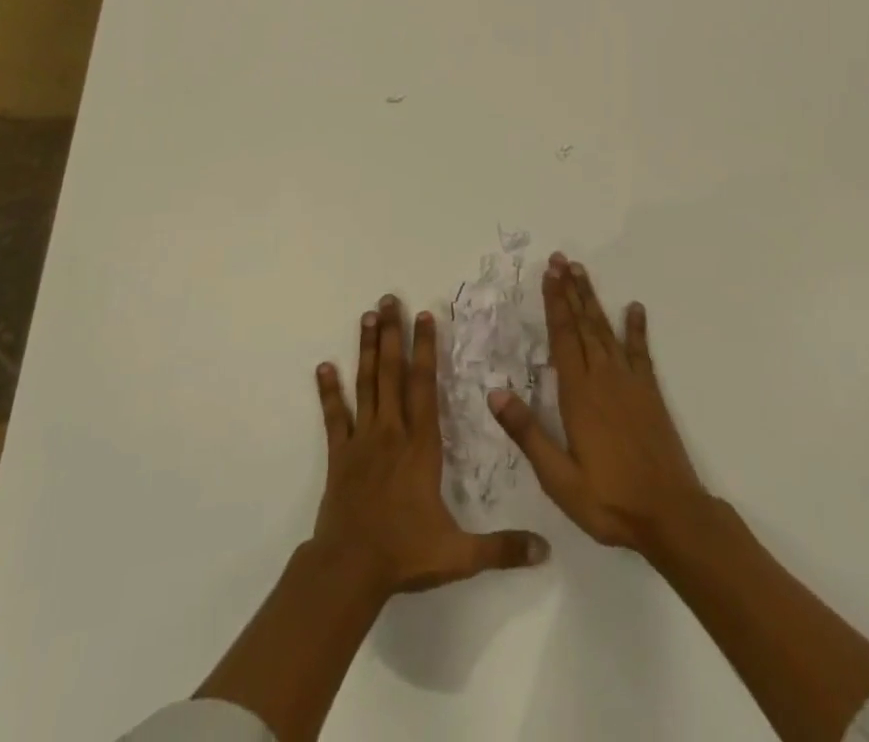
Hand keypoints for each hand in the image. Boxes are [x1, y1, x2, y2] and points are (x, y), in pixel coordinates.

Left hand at [314, 296, 549, 599]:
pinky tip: (323, 366)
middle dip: (393, 333)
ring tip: (367, 316)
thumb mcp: (459, 554)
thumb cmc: (405, 554)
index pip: (425, 386)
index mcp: (421, 446)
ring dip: (367, 349)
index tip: (425, 315)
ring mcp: (362, 439)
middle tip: (388, 298)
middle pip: (392, 372)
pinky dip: (328, 390)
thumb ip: (502, 548)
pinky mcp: (339, 454)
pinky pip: (334, 416)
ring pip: (365, 384)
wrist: (350, 570)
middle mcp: (392, 431)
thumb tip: (545, 549)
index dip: (425, 348)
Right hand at [489, 254, 709, 557]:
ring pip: (606, 331)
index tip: (549, 274)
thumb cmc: (609, 500)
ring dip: (592, 300)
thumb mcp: (558, 477)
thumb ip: (527, 433)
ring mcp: (629, 383)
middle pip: (583, 325)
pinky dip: (636, 328)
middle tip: (561, 259)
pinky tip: (634, 308)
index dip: (554, 303)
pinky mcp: (650, 394)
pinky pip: (640, 352)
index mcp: (578, 394)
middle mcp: (603, 378)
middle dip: (570, 290)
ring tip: (582, 272)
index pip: (562, 337)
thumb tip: (494, 392)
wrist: (671, 516)